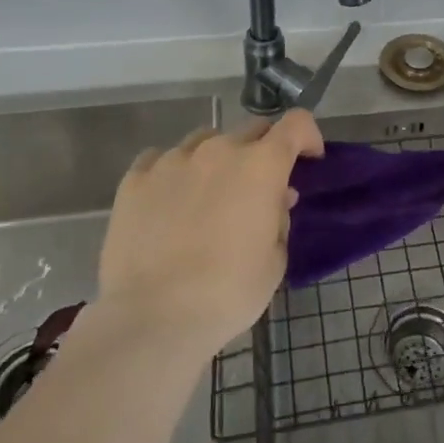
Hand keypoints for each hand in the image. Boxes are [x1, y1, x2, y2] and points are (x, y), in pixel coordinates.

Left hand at [91, 113, 321, 362]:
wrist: (152, 318)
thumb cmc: (228, 293)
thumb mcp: (274, 261)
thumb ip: (280, 220)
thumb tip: (276, 200)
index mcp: (262, 165)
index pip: (296, 124)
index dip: (307, 137)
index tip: (308, 160)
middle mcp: (219, 150)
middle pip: (252, 130)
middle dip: (263, 151)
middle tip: (258, 189)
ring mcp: (173, 160)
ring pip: (205, 140)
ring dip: (217, 159)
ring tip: (209, 195)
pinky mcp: (135, 179)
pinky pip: (161, 159)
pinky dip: (173, 173)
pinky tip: (168, 201)